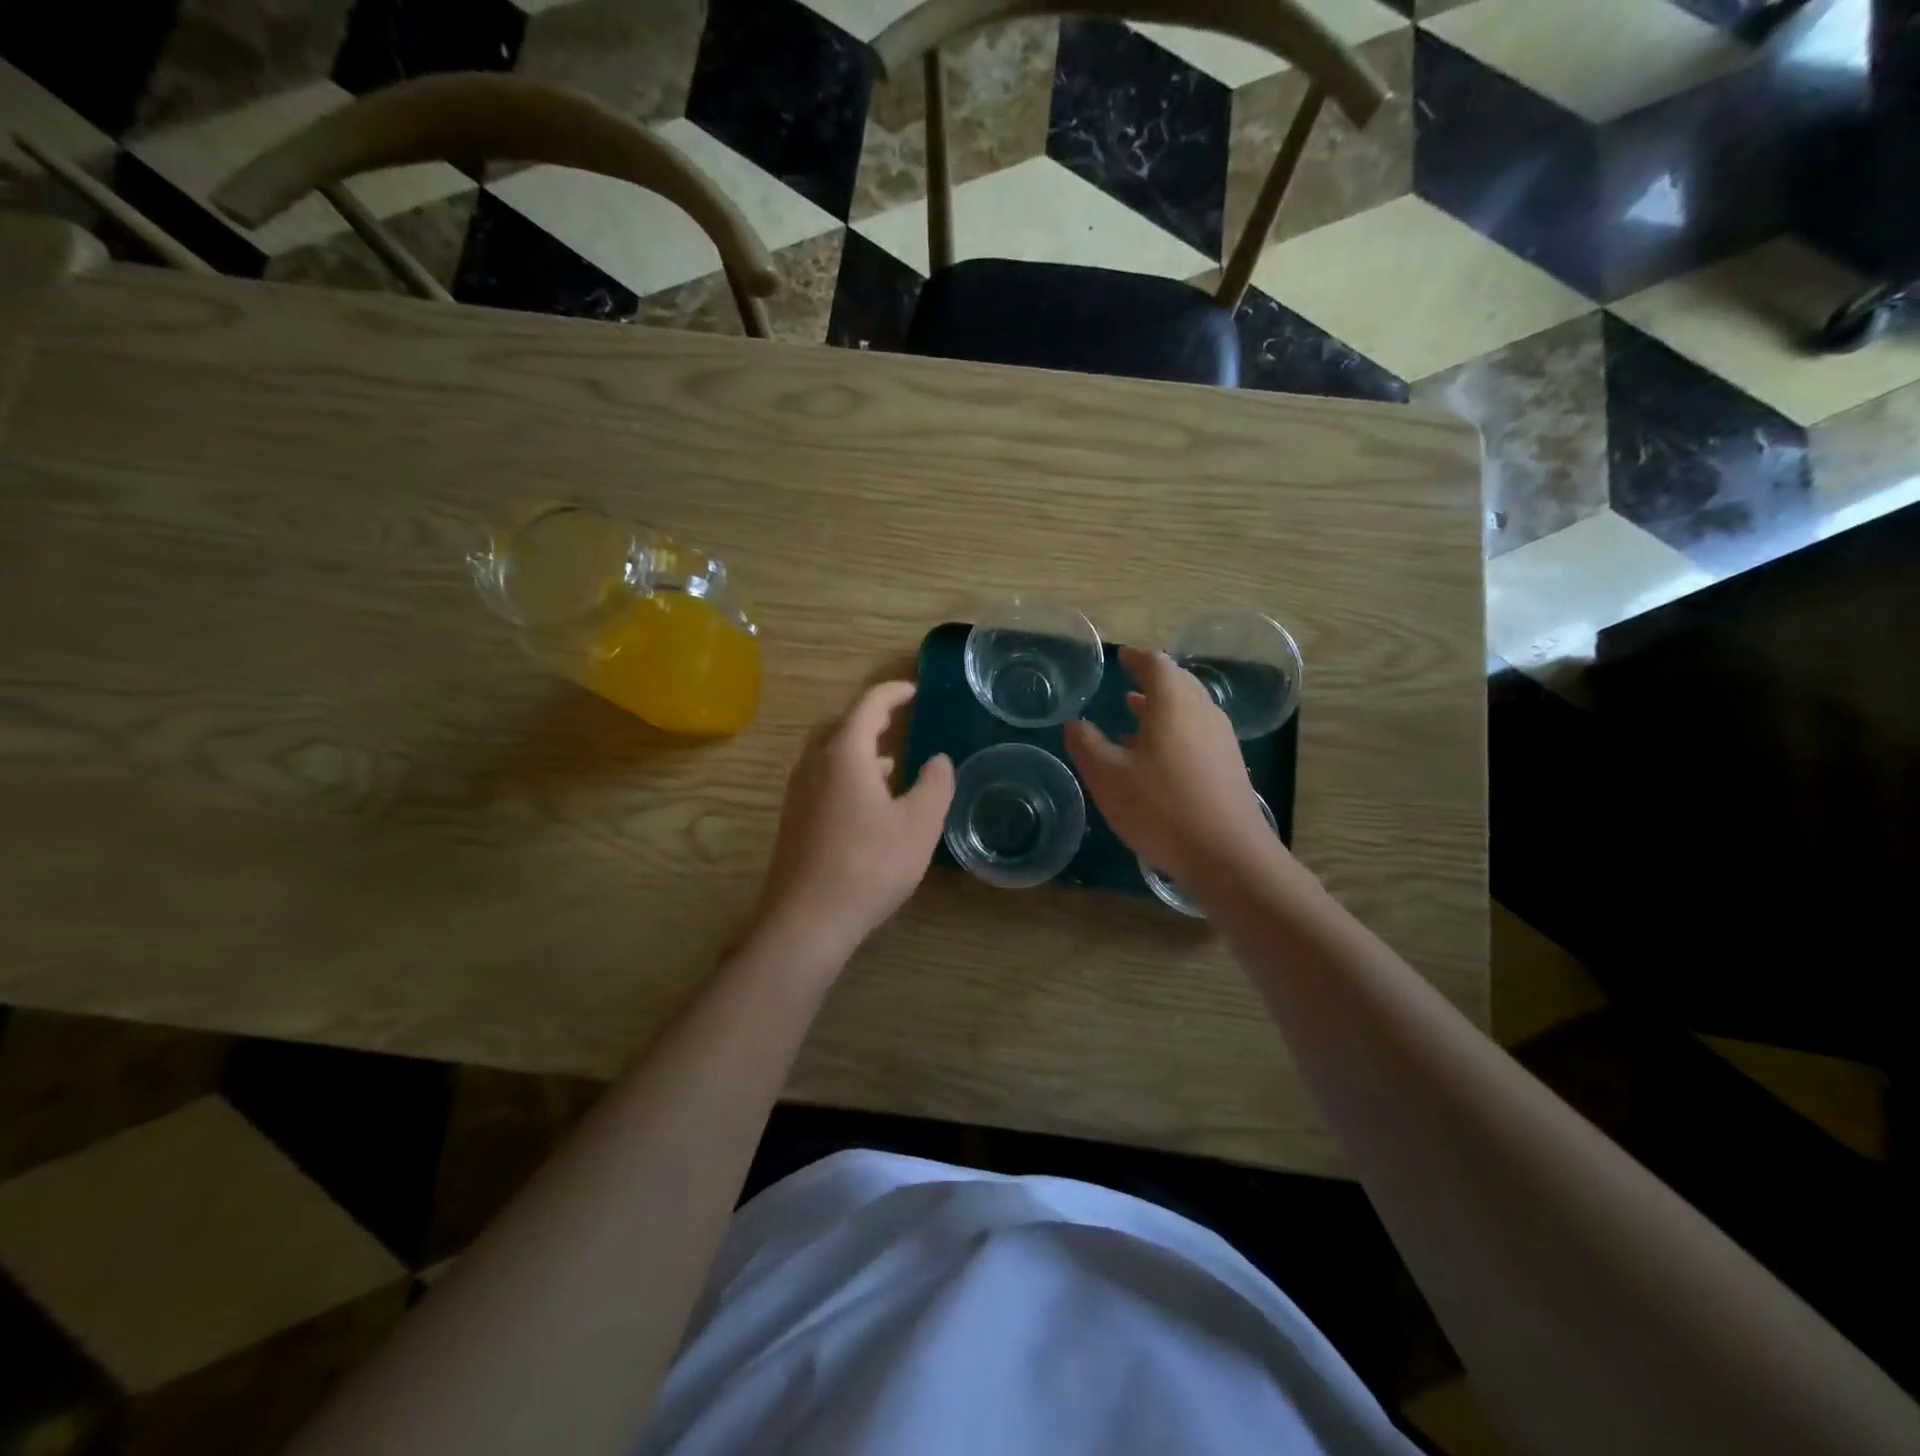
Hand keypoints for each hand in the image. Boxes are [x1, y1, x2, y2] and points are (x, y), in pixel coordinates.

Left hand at [754, 681, 954, 960]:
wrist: (807, 919)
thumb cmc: (869, 865)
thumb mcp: (919, 825)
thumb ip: (935, 785)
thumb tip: (938, 759)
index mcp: (844, 754)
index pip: (869, 705)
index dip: (894, 693)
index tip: (916, 691)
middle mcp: (814, 763)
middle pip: (842, 725)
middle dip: (872, 718)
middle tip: (900, 721)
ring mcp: (798, 792)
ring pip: (828, 753)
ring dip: (858, 748)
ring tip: (891, 762)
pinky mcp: (793, 818)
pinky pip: (821, 777)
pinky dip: (846, 773)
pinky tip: (867, 803)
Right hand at [1065, 647, 1283, 896]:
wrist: (1227, 854)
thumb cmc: (1160, 807)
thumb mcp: (1107, 776)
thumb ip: (1086, 744)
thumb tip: (1075, 723)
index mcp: (1173, 703)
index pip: (1155, 663)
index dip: (1136, 658)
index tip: (1121, 657)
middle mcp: (1202, 711)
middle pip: (1179, 682)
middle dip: (1152, 681)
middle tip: (1128, 684)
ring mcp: (1222, 738)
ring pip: (1191, 708)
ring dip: (1164, 707)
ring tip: (1136, 715)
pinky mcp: (1230, 765)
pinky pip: (1199, 732)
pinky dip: (1177, 729)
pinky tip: (1159, 756)